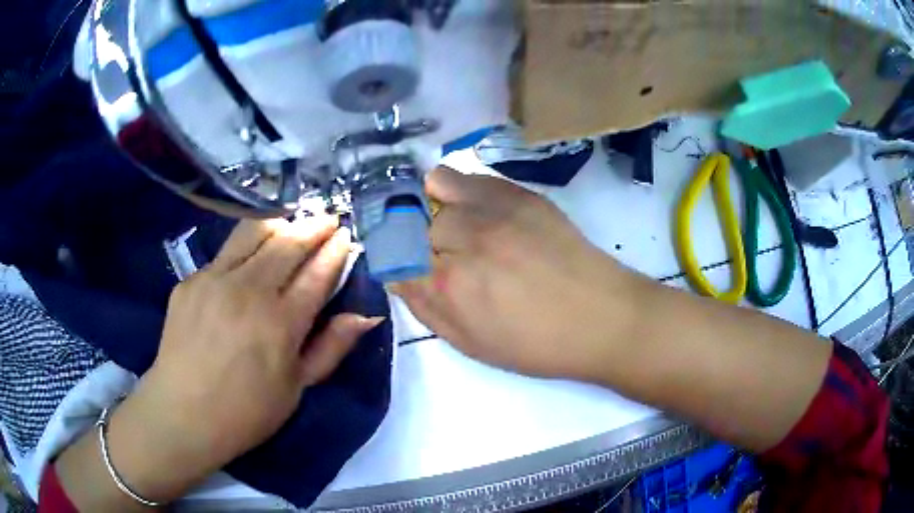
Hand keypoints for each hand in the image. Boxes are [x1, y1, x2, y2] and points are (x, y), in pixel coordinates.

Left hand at [66, 217, 382, 505]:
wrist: (183, 414)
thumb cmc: (247, 411)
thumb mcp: (297, 388)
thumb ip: (331, 347)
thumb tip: (366, 316)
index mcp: (281, 322)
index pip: (317, 272)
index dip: (335, 250)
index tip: (346, 236)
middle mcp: (248, 290)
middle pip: (288, 242)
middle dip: (314, 226)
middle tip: (327, 219)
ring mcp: (215, 279)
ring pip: (254, 232)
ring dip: (280, 224)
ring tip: (292, 224)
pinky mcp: (191, 280)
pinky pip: (225, 252)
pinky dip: (246, 247)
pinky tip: (249, 257)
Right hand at [393, 167, 644, 381]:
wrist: (602, 318)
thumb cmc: (537, 344)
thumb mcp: (471, 344)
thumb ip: (426, 308)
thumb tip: (398, 277)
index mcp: (449, 285)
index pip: (393, 255)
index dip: (393, 258)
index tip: (404, 265)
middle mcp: (464, 238)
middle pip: (410, 219)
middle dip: (415, 237)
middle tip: (438, 252)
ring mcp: (493, 210)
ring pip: (435, 186)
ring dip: (433, 205)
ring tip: (454, 223)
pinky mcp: (519, 194)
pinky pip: (469, 176)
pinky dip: (460, 188)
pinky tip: (475, 208)